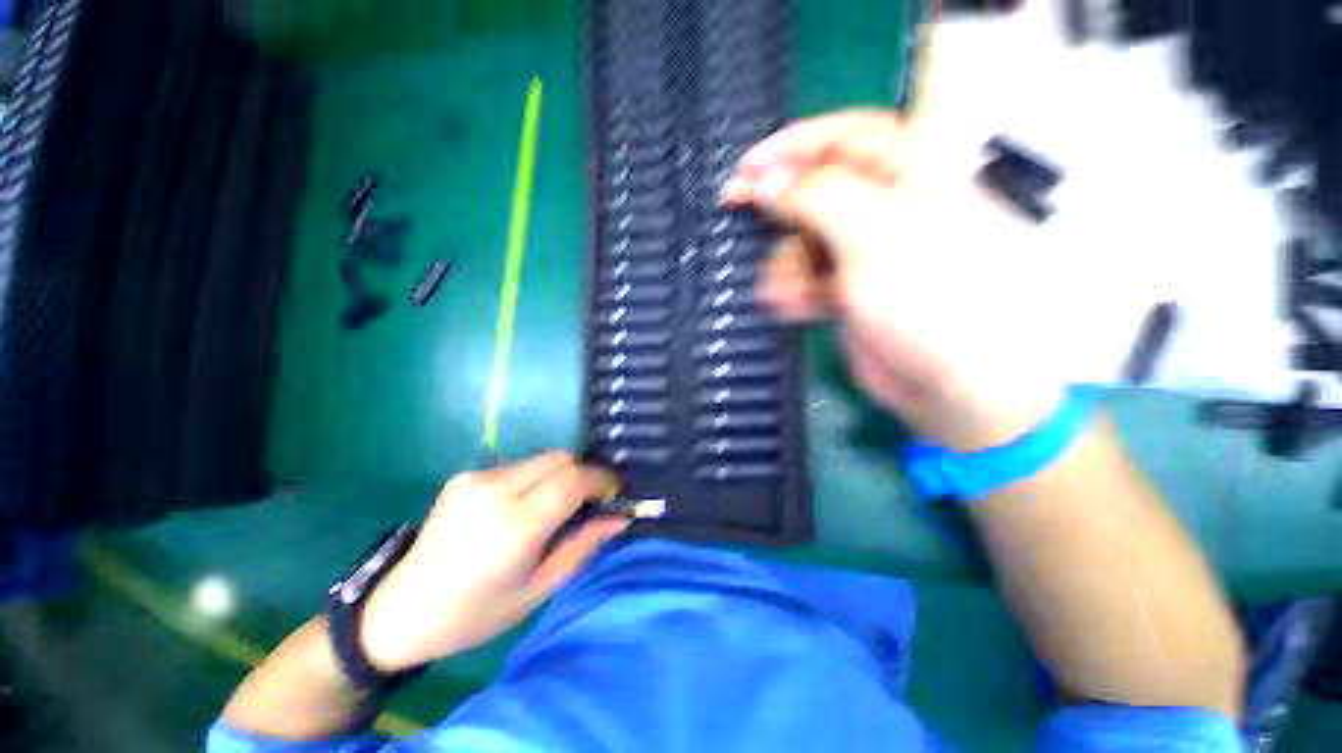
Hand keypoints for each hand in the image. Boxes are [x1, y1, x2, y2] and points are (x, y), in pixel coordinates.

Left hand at [360, 452, 624, 670]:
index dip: (603, 480)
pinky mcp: (465, 475)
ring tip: (557, 507)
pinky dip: (536, 478)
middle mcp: (496, 490)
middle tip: (590, 501)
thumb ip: (582, 545)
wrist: (400, 611)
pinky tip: (523, 507)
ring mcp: (476, 478)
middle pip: (562, 458)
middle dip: (584, 474)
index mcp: (516, 526)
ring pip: (542, 458)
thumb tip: (619, 517)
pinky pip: (519, 465)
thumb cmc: (476, 613)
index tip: (615, 493)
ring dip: (561, 475)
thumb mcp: (538, 589)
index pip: (575, 479)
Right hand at [723, 110, 1064, 449]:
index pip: (843, 137)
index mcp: (910, 173)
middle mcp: (888, 209)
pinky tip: (788, 303)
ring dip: (785, 260)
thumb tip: (767, 181)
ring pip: (806, 240)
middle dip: (779, 206)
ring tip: (780, 288)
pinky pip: (810, 278)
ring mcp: (869, 254)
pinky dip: (793, 288)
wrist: (956, 382)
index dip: (792, 146)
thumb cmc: (932, 296)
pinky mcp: (853, 292)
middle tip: (737, 211)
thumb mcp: (874, 232)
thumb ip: (816, 197)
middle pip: (818, 190)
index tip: (747, 169)